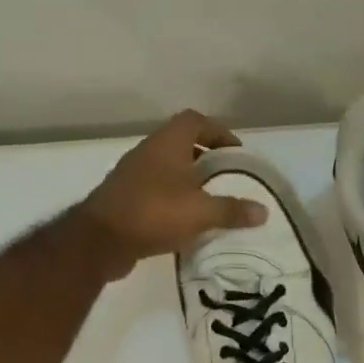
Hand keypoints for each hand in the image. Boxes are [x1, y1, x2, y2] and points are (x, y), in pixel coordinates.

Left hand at [81, 110, 266, 277]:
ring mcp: (133, 176)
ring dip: (190, 181)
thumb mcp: (201, 213)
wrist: (100, 241)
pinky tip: (187, 222)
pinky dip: (174, 200)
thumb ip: (233, 210)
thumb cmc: (154, 214)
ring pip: (168, 169)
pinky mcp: (125, 199)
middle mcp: (148, 153)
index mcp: (167, 144)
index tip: (236, 154)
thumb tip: (263, 212)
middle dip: (207, 159)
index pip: (195, 121)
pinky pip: (157, 191)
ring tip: (211, 202)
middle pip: (182, 144)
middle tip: (228, 179)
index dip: (219, 132)